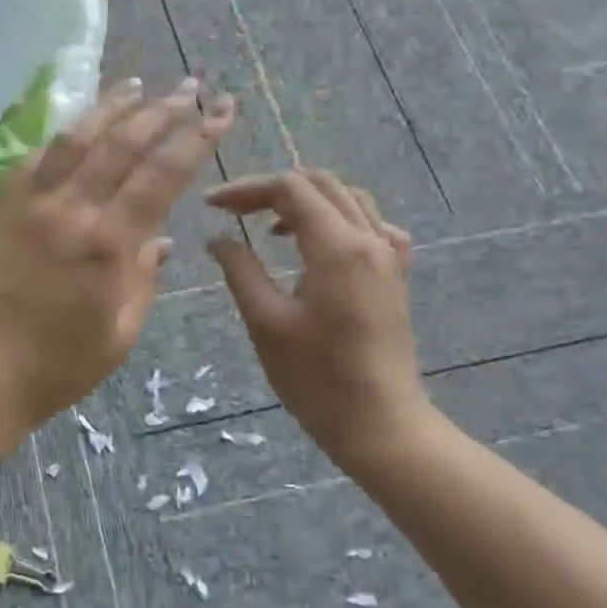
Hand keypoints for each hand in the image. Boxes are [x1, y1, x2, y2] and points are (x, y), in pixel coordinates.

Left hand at [0, 78, 236, 458]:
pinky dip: (62, 136)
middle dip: (160, 109)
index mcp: (106, 242)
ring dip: (109, 106)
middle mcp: (68, 208)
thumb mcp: (119, 334)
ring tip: (136, 85)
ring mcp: (26, 203)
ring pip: (74, 137)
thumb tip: (159, 239)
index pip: (160, 173)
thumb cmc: (54, 368)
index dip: (195, 138)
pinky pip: (34, 158)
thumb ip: (143, 279)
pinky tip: (76, 128)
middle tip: (188, 87)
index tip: (218, 112)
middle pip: (121, 142)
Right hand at [205, 170, 432, 476]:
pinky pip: (372, 226)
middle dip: (273, 189)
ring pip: (348, 199)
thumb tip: (218, 239)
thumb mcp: (266, 323)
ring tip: (269, 226)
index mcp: (337, 247)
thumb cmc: (316, 379)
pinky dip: (339, 219)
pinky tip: (321, 245)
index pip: (290, 189)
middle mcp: (369, 239)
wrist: (380, 423)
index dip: (246, 189)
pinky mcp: (395, 276)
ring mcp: (389, 257)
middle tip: (233, 211)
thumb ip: (241, 271)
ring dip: (306, 201)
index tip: (211, 206)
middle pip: (320, 184)